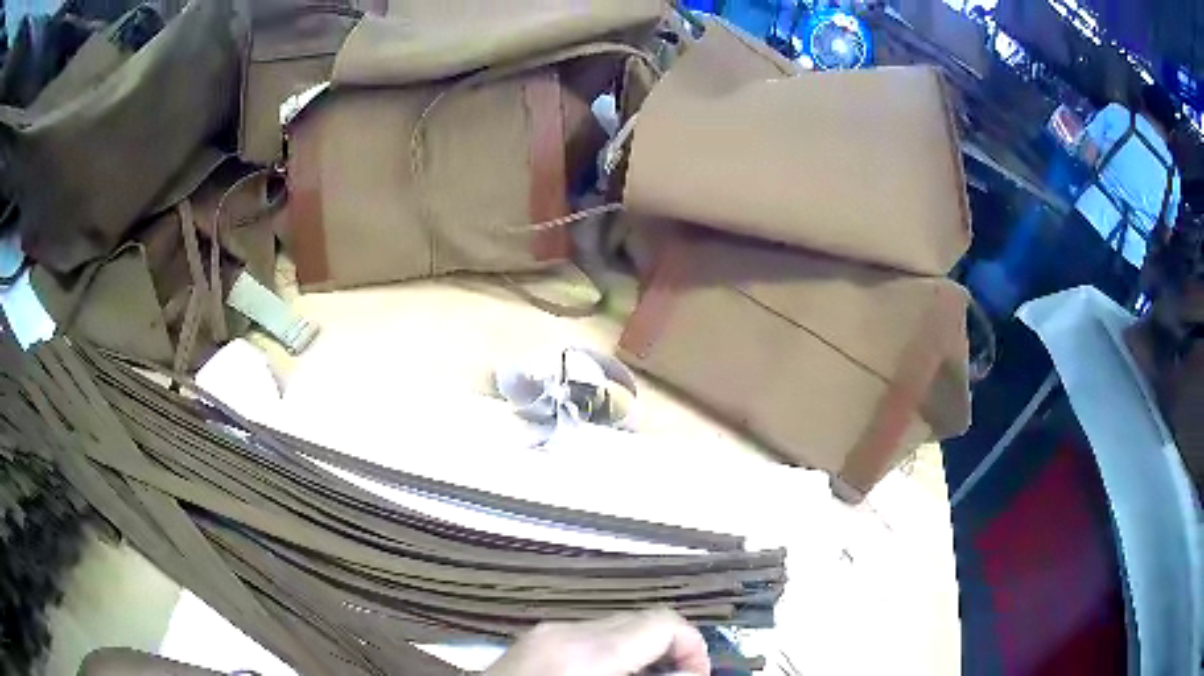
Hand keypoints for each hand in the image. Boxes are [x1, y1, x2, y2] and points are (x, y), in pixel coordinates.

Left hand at [485, 609, 710, 675]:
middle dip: (668, 651)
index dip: (693, 649)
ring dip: (640, 653)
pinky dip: (610, 654)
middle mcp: (564, 631)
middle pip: (641, 620)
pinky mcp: (531, 642)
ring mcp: (543, 633)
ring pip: (615, 628)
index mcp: (587, 652)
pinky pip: (586, 637)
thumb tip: (691, 674)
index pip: (664, 623)